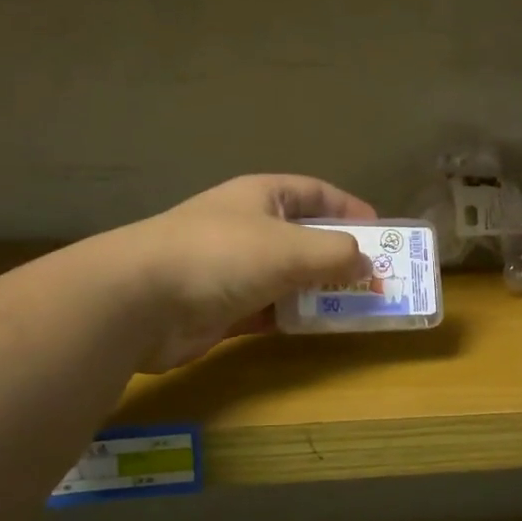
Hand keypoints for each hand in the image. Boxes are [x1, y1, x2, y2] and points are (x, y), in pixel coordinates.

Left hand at [118, 174, 376, 370]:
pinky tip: (318, 328)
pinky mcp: (222, 308)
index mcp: (262, 197)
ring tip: (357, 306)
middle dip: (340, 255)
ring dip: (320, 290)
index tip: (382, 232)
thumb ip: (336, 253)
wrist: (139, 301)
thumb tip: (365, 263)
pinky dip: (293, 316)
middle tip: (376, 278)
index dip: (349, 208)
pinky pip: (270, 309)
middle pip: (304, 237)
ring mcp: (233, 268)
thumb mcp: (291, 248)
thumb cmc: (221, 255)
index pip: (316, 193)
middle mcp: (248, 227)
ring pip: (289, 276)